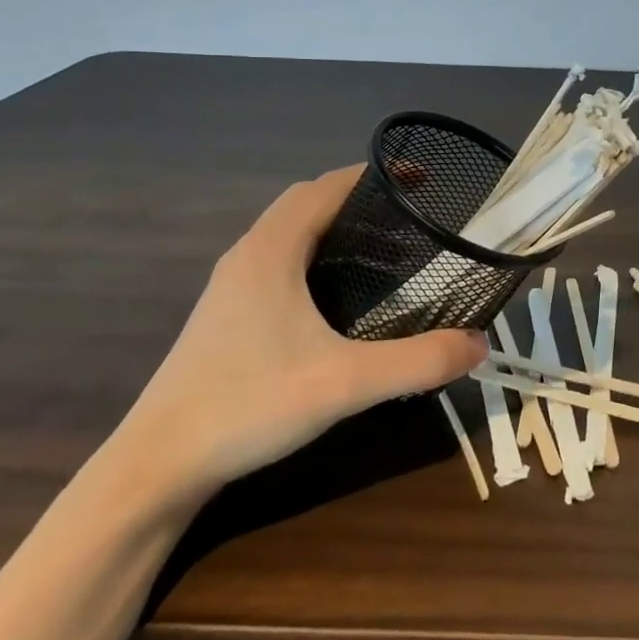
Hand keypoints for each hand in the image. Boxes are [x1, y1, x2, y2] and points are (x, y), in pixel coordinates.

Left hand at [112, 165, 487, 505]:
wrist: (158, 464)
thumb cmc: (249, 406)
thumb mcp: (345, 383)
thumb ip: (418, 362)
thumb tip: (480, 344)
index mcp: (271, 251)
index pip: (326, 187)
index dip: (375, 175)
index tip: (421, 178)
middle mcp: (248, 255)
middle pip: (307, 203)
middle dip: (360, 198)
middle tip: (410, 217)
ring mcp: (232, 286)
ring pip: (290, 233)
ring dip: (335, 227)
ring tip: (385, 251)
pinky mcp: (228, 314)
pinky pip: (280, 262)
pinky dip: (316, 256)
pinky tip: (340, 298)